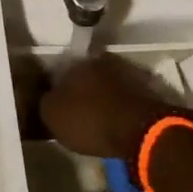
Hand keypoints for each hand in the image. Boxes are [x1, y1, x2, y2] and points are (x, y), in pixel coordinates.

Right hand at [40, 54, 192, 162]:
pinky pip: (125, 97)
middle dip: (81, 91)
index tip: (56, 106)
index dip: (56, 90)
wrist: (141, 130)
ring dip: (102, 98)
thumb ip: (45, 102)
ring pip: (107, 85)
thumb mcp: (53, 116)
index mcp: (78, 62)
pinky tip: (116, 122)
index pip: (60, 72)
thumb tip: (46, 97)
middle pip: (86, 76)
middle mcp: (103, 61)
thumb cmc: (91, 120)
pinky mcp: (147, 90)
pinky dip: (119, 106)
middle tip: (77, 113)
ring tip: (98, 120)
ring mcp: (128, 73)